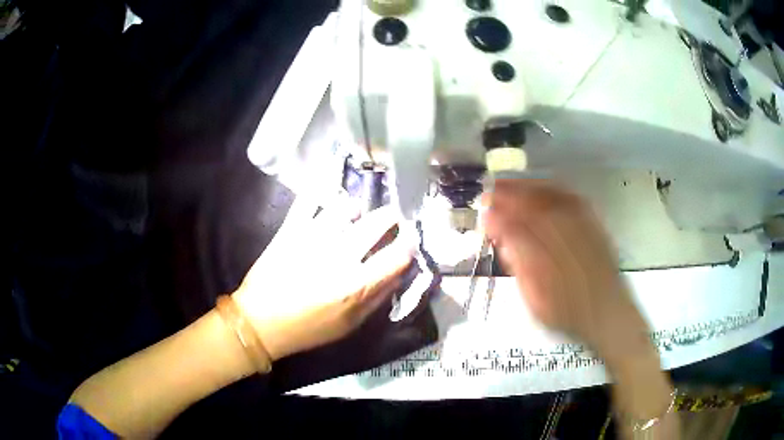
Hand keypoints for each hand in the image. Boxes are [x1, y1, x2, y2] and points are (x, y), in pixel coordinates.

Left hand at [233, 200, 413, 361]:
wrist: (260, 323)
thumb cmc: (308, 330)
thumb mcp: (350, 325)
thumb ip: (378, 298)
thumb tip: (400, 272)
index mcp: (356, 285)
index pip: (397, 254)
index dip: (410, 243)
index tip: (411, 238)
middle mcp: (339, 256)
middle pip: (377, 223)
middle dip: (391, 217)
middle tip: (392, 217)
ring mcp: (313, 238)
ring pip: (346, 207)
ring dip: (357, 209)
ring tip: (356, 213)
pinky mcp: (290, 230)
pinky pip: (308, 201)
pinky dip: (320, 190)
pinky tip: (328, 187)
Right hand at [482, 179, 647, 356]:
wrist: (608, 313)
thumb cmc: (568, 315)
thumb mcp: (537, 302)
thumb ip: (521, 268)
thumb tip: (503, 239)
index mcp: (549, 263)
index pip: (518, 231)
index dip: (498, 219)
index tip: (483, 214)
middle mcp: (567, 239)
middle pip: (534, 208)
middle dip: (510, 196)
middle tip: (490, 192)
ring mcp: (583, 229)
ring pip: (552, 199)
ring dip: (528, 188)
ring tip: (509, 184)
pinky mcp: (594, 224)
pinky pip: (572, 199)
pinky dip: (552, 189)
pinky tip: (540, 187)